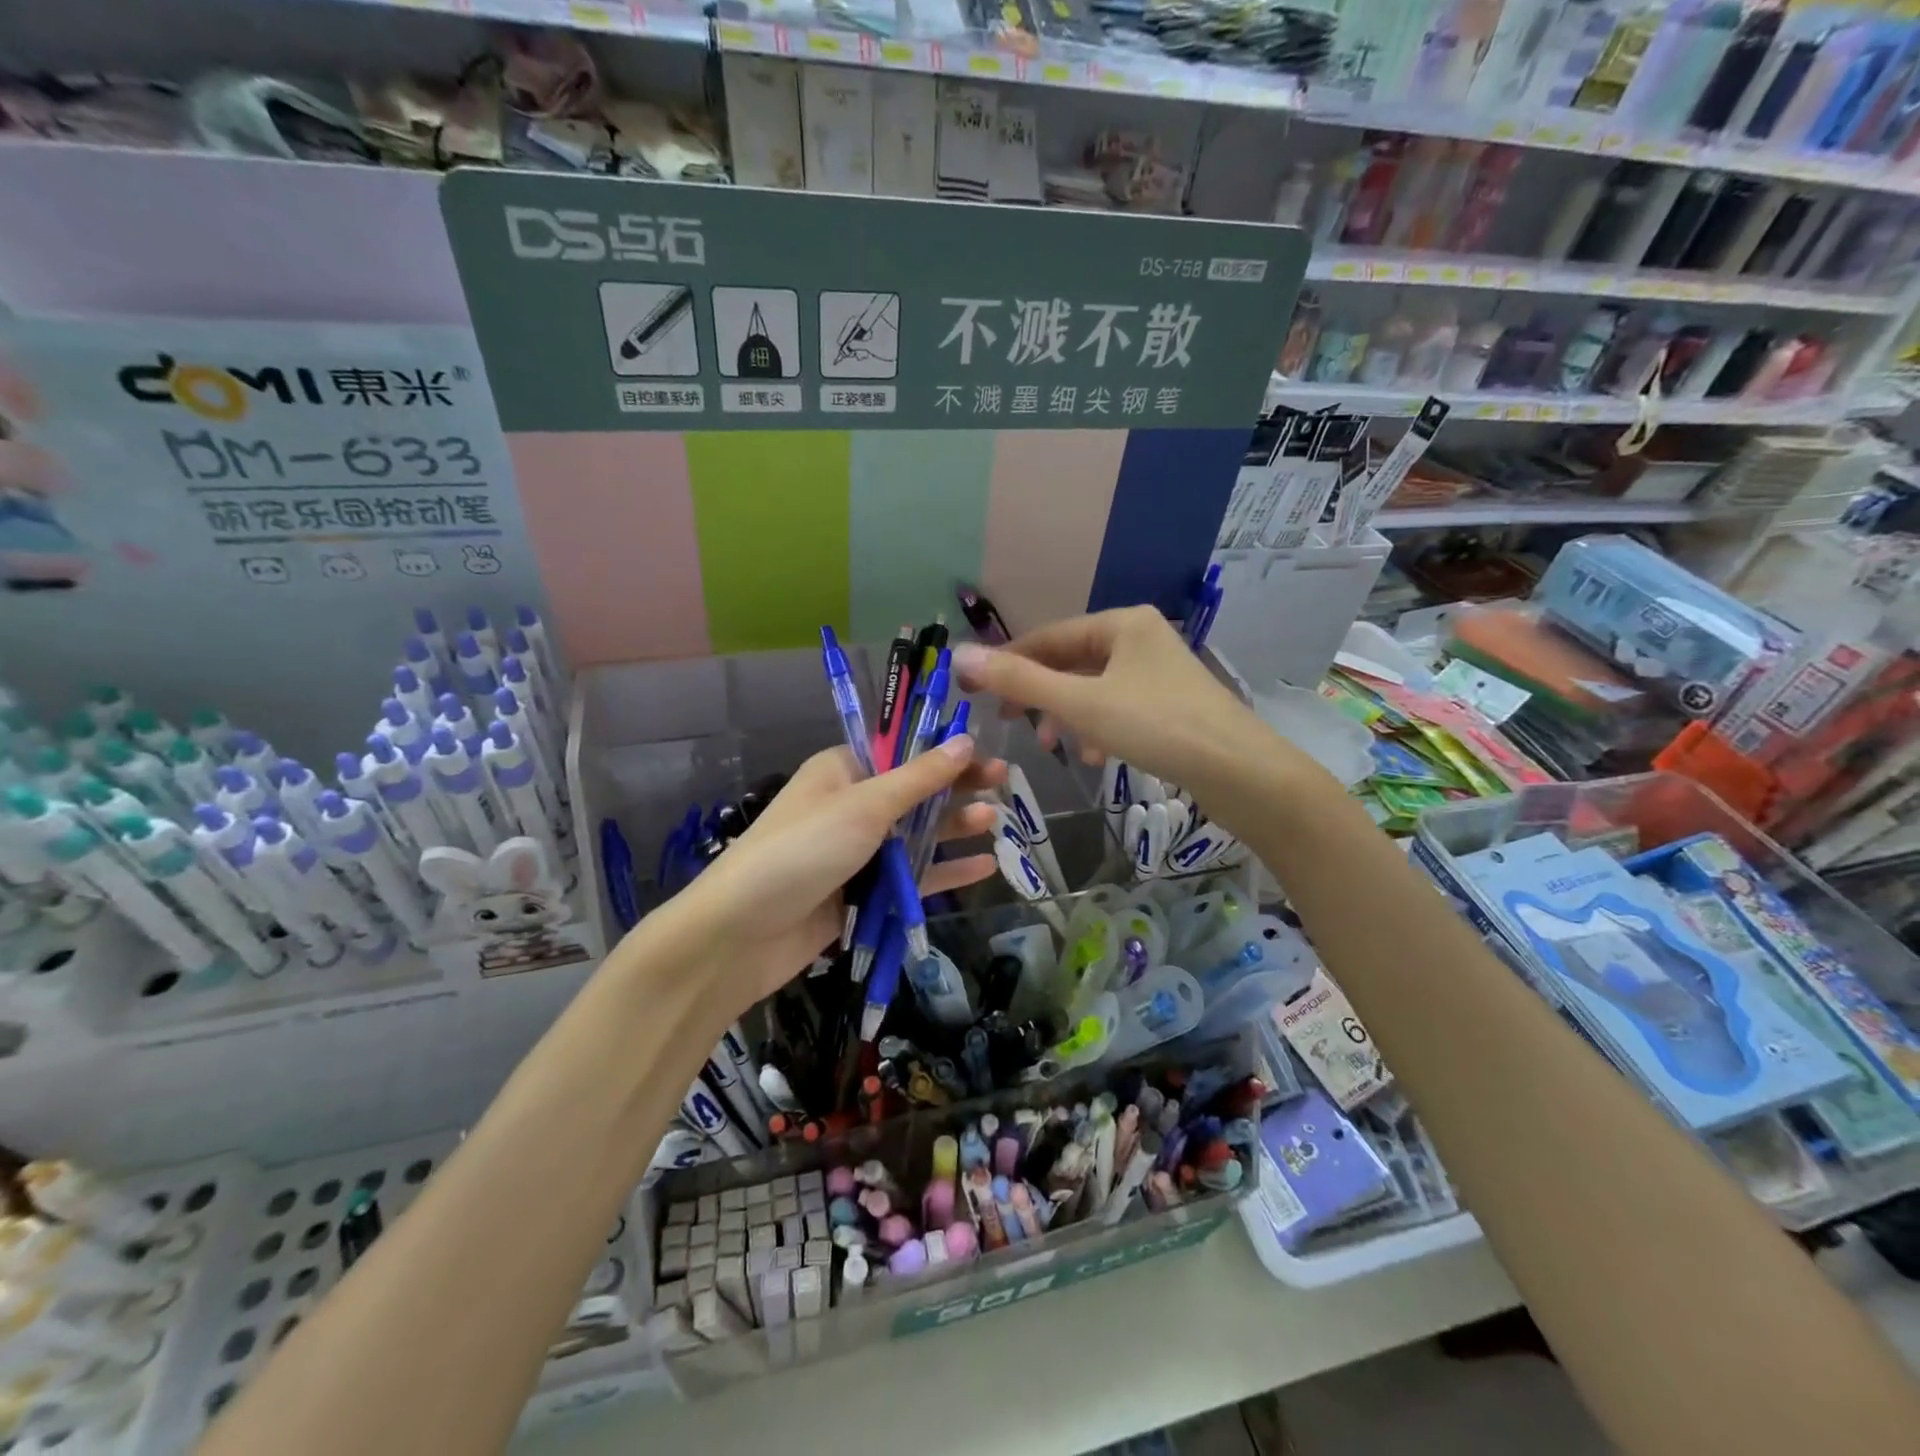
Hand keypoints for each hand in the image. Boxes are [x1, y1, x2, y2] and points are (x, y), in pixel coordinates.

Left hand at [673, 737, 1004, 1011]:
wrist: (740, 935)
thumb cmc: (801, 851)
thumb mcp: (863, 806)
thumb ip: (918, 778)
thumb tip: (965, 740)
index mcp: (842, 771)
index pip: (901, 750)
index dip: (943, 749)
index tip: (985, 750)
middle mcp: (851, 806)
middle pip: (914, 791)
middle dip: (956, 787)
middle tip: (1004, 782)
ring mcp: (857, 852)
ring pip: (916, 835)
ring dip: (953, 827)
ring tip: (994, 821)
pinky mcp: (863, 893)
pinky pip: (911, 876)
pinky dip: (944, 870)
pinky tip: (983, 866)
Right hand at [952, 606, 1279, 800]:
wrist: (1239, 771)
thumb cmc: (1157, 726)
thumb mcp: (1080, 704)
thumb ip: (1020, 681)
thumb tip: (959, 655)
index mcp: (1121, 623)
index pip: (1048, 637)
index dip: (1007, 663)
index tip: (972, 690)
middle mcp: (1140, 638)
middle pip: (1071, 662)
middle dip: (1038, 694)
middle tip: (1009, 722)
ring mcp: (1158, 672)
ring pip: (1093, 688)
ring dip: (1066, 715)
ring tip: (1050, 746)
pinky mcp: (1170, 704)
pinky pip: (1117, 708)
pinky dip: (1097, 728)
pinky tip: (1095, 757)